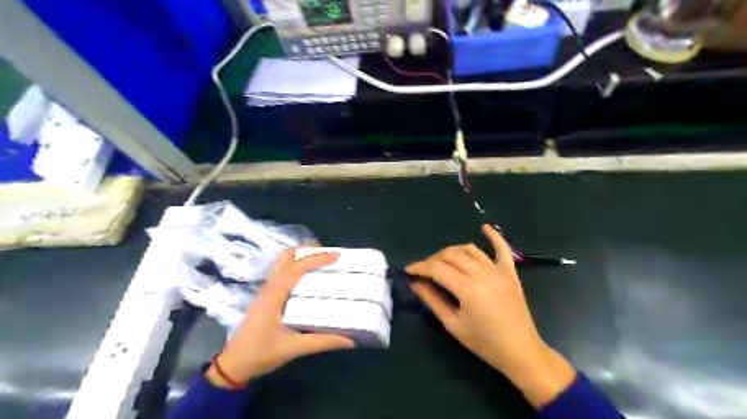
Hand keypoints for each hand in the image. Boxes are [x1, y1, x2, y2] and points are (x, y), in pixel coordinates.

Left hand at [205, 246, 353, 389]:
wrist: (233, 365)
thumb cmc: (260, 353)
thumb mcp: (294, 348)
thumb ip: (322, 342)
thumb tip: (350, 339)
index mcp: (275, 294)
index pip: (297, 268)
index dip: (316, 259)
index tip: (336, 256)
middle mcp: (270, 287)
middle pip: (286, 257)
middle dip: (307, 250)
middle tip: (328, 253)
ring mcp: (266, 290)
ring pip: (283, 263)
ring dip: (301, 257)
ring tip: (321, 261)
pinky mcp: (266, 297)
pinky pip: (282, 272)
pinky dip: (296, 266)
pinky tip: (308, 277)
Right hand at [406, 225, 573, 407]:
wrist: (520, 351)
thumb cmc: (485, 343)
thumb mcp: (453, 325)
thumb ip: (433, 301)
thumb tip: (415, 284)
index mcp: (469, 289)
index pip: (438, 269)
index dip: (420, 267)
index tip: (409, 270)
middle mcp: (484, 274)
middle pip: (451, 255)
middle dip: (433, 259)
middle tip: (424, 270)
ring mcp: (499, 271)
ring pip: (470, 250)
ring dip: (452, 251)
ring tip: (442, 260)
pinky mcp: (510, 273)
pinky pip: (502, 249)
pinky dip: (494, 236)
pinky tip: (484, 227)